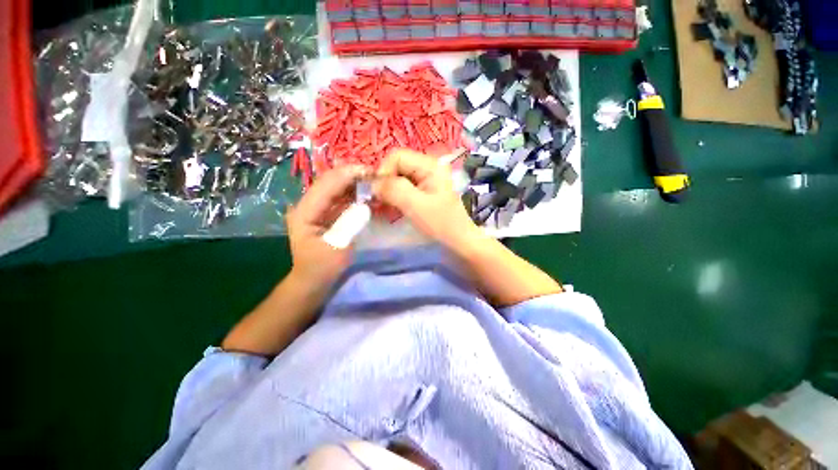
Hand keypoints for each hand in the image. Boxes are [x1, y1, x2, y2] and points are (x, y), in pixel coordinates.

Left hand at [286, 165, 365, 288]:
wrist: (313, 278)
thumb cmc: (322, 267)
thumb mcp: (337, 248)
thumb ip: (350, 224)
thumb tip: (365, 203)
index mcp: (305, 211)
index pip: (326, 185)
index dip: (348, 174)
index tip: (371, 171)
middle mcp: (307, 204)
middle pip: (330, 181)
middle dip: (353, 174)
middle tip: (376, 174)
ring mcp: (316, 206)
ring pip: (336, 186)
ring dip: (355, 181)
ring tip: (374, 180)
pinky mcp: (325, 211)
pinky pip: (340, 196)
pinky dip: (354, 192)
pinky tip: (367, 191)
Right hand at [373, 149, 482, 252]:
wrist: (459, 240)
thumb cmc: (441, 224)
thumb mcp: (416, 205)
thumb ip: (393, 189)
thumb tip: (373, 183)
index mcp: (430, 165)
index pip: (397, 156)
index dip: (384, 172)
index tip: (379, 193)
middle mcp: (428, 167)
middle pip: (397, 166)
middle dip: (386, 183)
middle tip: (381, 202)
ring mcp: (427, 179)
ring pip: (399, 178)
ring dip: (389, 191)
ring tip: (386, 207)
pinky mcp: (424, 191)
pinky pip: (404, 188)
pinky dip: (395, 197)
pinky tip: (394, 209)